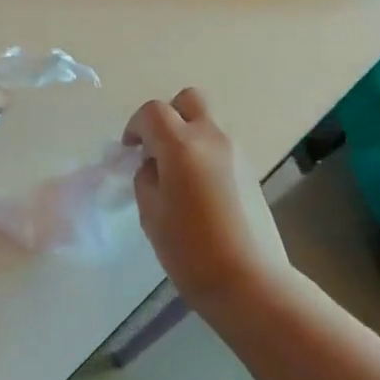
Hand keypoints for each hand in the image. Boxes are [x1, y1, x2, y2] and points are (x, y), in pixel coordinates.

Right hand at [123, 89, 292, 306]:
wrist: (248, 279)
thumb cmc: (190, 249)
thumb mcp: (151, 213)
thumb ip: (146, 177)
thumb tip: (153, 164)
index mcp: (181, 145)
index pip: (152, 112)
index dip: (135, 126)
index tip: (129, 150)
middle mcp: (211, 137)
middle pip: (189, 100)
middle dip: (168, 115)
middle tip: (156, 148)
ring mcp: (236, 151)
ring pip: (208, 120)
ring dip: (188, 132)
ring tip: (177, 171)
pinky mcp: (250, 169)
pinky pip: (221, 144)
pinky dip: (204, 151)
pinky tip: (198, 187)